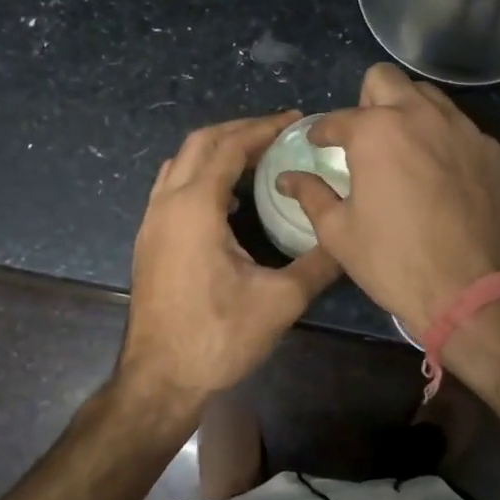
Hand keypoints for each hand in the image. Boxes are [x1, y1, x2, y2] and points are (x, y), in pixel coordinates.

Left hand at [119, 112, 340, 401]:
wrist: (158, 379)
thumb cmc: (218, 337)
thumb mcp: (280, 301)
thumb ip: (318, 263)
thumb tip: (349, 238)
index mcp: (195, 206)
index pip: (229, 146)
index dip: (263, 128)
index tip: (294, 120)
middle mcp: (167, 203)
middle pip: (199, 143)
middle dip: (239, 130)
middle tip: (278, 132)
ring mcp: (152, 221)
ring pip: (180, 163)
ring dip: (216, 150)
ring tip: (255, 156)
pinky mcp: (149, 240)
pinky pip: (173, 186)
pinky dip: (200, 174)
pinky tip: (228, 200)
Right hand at [277, 64, 499, 335]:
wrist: (472, 290)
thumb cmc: (394, 261)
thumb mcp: (339, 233)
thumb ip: (311, 195)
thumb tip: (287, 179)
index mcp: (375, 132)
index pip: (337, 118)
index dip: (322, 133)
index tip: (319, 145)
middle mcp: (419, 115)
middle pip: (385, 79)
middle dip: (367, 100)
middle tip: (363, 136)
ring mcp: (461, 128)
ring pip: (427, 94)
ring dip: (406, 109)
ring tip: (400, 146)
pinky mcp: (490, 148)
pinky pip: (458, 125)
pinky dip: (440, 135)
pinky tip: (436, 170)